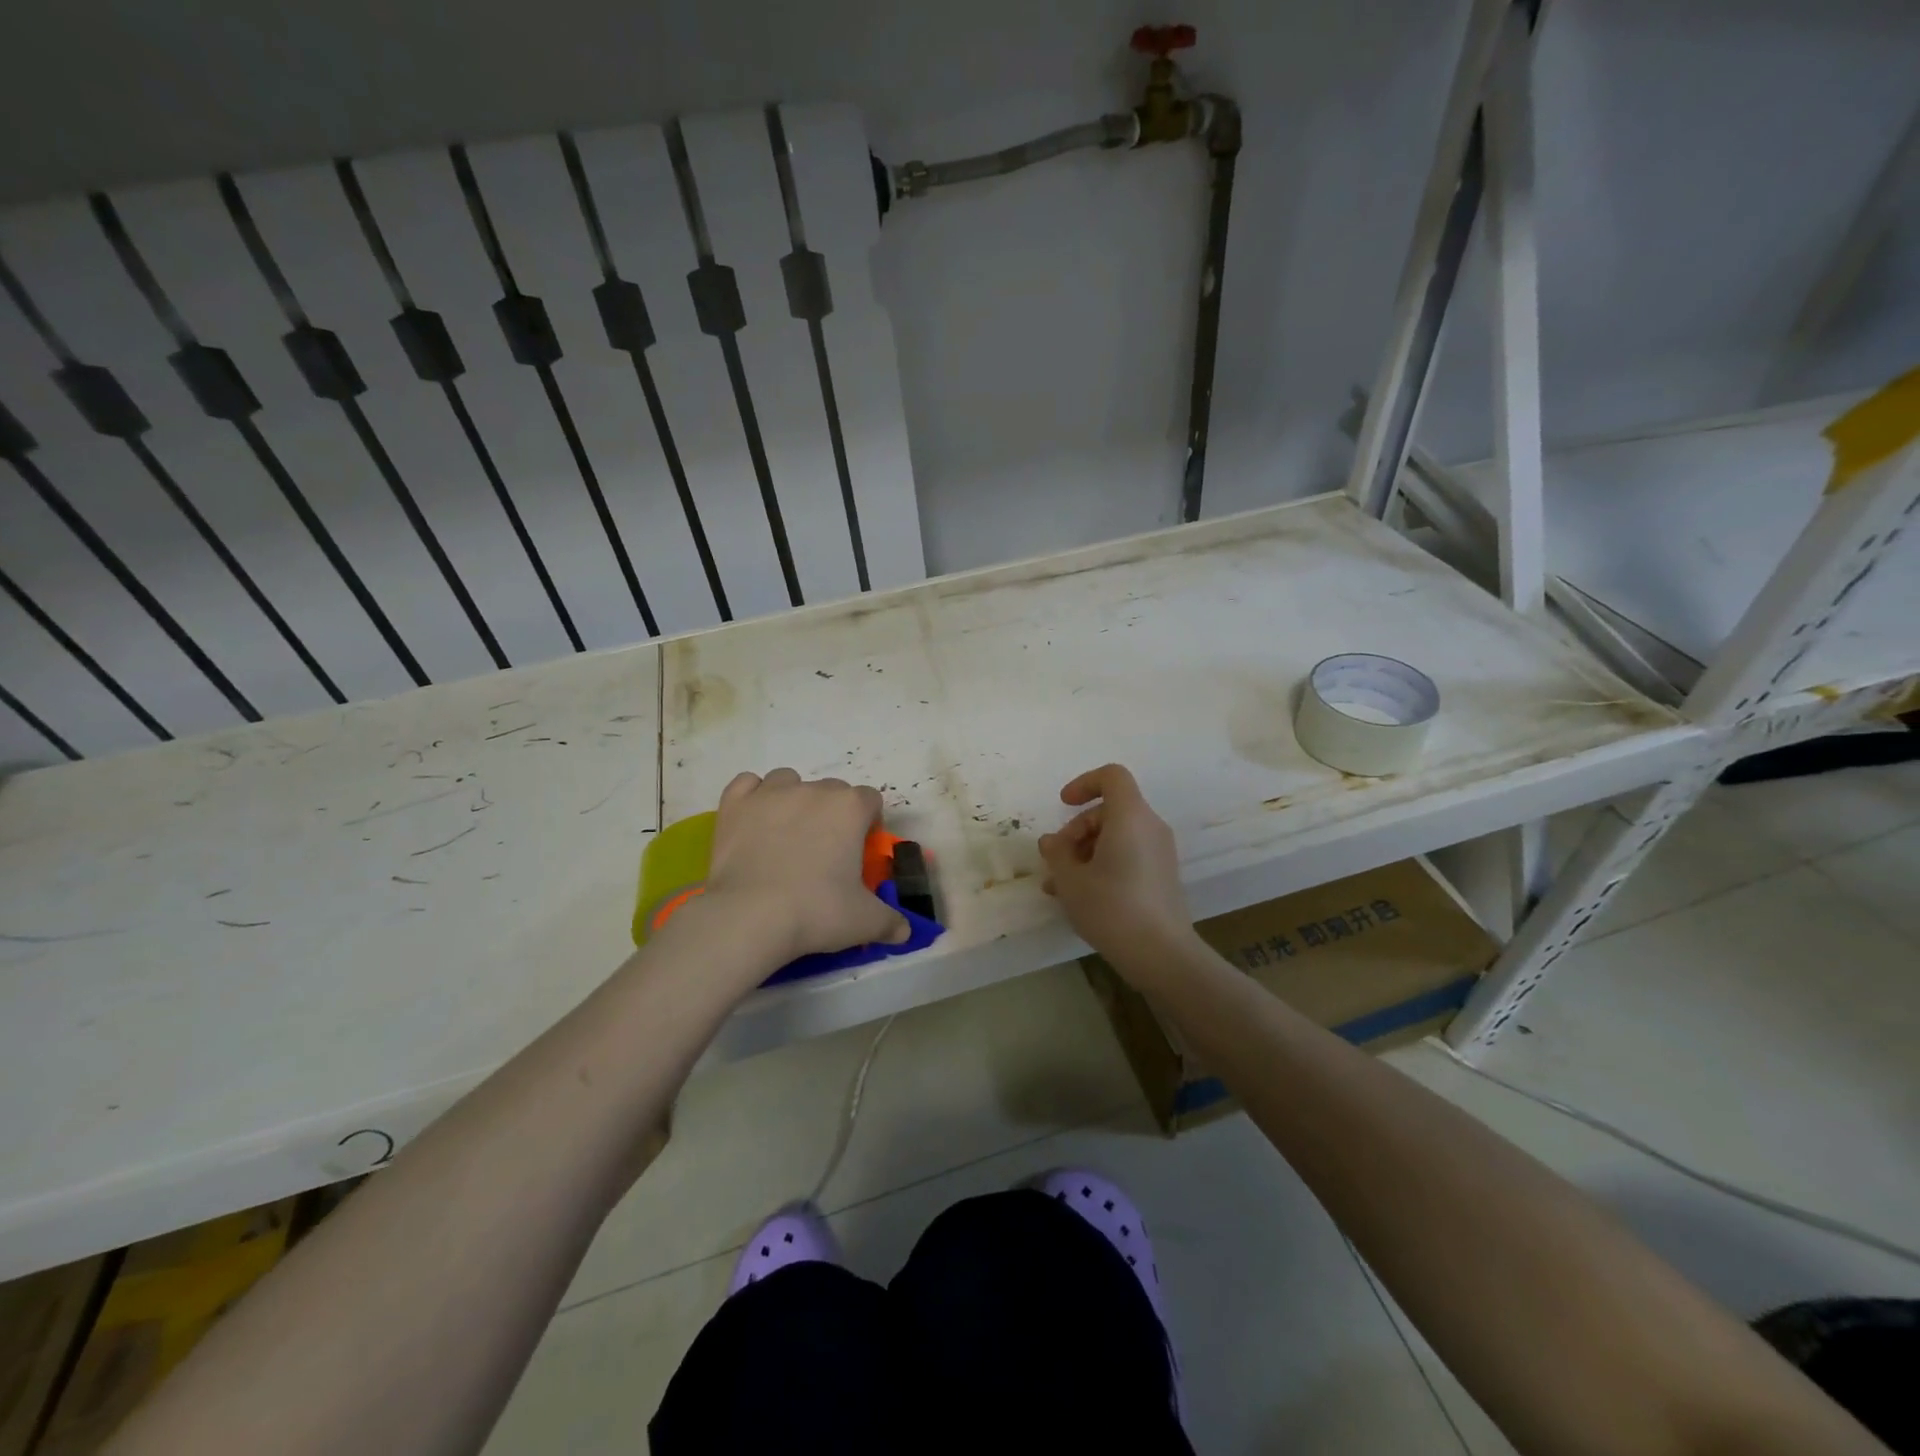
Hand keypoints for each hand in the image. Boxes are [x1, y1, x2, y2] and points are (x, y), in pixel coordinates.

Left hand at [702, 768, 908, 963]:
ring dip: (793, 798)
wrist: (750, 917)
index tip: (860, 850)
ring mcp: (770, 793)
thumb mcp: (864, 922)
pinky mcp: (735, 804)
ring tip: (787, 833)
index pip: (870, 800)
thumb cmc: (816, 912)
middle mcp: (812, 790)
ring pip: (789, 780)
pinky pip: (747, 784)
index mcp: (850, 808)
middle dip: (833, 813)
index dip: (869, 823)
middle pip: (832, 790)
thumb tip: (904, 932)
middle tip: (825, 851)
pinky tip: (754, 820)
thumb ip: (890, 921)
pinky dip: (753, 797)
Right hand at [1038, 764, 1195, 966]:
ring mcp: (1160, 852)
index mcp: (1130, 817)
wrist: (1162, 954)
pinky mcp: (1162, 875)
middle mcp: (1150, 827)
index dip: (1084, 783)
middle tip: (1056, 860)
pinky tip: (1081, 896)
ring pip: (1116, 836)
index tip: (1063, 806)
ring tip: (1059, 885)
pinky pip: (1128, 854)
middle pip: (1109, 810)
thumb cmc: (1112, 908)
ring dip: (1085, 852)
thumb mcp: (1071, 880)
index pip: (1112, 776)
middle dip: (1077, 830)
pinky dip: (1104, 864)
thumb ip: (1056, 853)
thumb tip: (1051, 842)